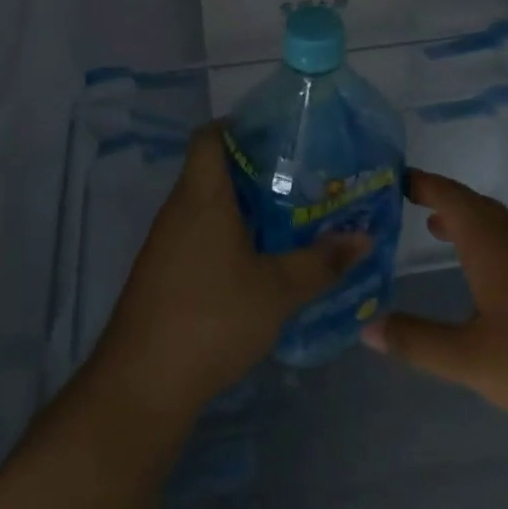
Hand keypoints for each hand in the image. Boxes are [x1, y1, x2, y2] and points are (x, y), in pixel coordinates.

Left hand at [93, 124, 368, 425]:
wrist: (143, 383)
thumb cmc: (213, 318)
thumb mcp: (278, 290)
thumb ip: (321, 262)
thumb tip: (364, 239)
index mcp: (202, 196)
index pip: (209, 137)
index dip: (238, 126)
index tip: (278, 135)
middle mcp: (179, 210)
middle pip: (213, 170)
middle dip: (256, 171)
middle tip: (301, 179)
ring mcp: (166, 243)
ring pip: (207, 207)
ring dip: (244, 208)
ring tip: (290, 218)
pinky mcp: (163, 273)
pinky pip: (199, 236)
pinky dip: (228, 237)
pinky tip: (259, 262)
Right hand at [360, 169, 507, 439]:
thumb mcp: (470, 358)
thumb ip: (417, 341)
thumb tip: (367, 327)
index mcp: (492, 242)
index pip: (448, 195)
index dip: (420, 182)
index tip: (391, 178)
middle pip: (474, 205)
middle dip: (440, 200)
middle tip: (404, 203)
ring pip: (499, 226)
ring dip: (466, 222)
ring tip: (437, 231)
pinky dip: (489, 245)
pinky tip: (487, 278)